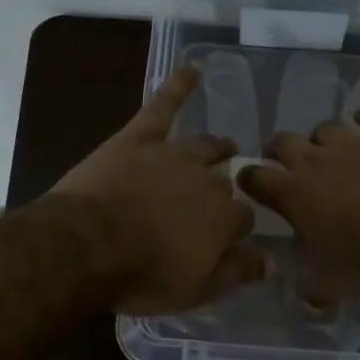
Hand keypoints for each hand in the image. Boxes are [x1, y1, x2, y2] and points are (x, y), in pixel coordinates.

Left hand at [51, 65, 267, 313]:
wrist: (87, 245)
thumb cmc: (142, 275)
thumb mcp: (196, 290)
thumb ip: (236, 272)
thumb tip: (272, 261)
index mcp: (224, 218)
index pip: (243, 218)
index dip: (236, 228)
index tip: (229, 238)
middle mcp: (208, 180)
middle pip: (225, 182)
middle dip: (225, 189)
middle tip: (217, 198)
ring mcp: (174, 154)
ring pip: (205, 146)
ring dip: (217, 147)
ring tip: (225, 146)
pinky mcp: (140, 138)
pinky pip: (163, 105)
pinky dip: (178, 86)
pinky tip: (192, 69)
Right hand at [236, 108, 359, 290]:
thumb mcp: (330, 285)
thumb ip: (311, 287)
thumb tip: (306, 296)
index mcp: (292, 193)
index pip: (254, 176)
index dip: (249, 178)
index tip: (251, 184)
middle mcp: (313, 160)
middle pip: (282, 140)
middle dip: (280, 150)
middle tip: (289, 164)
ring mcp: (349, 143)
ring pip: (324, 127)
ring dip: (324, 139)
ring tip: (333, 152)